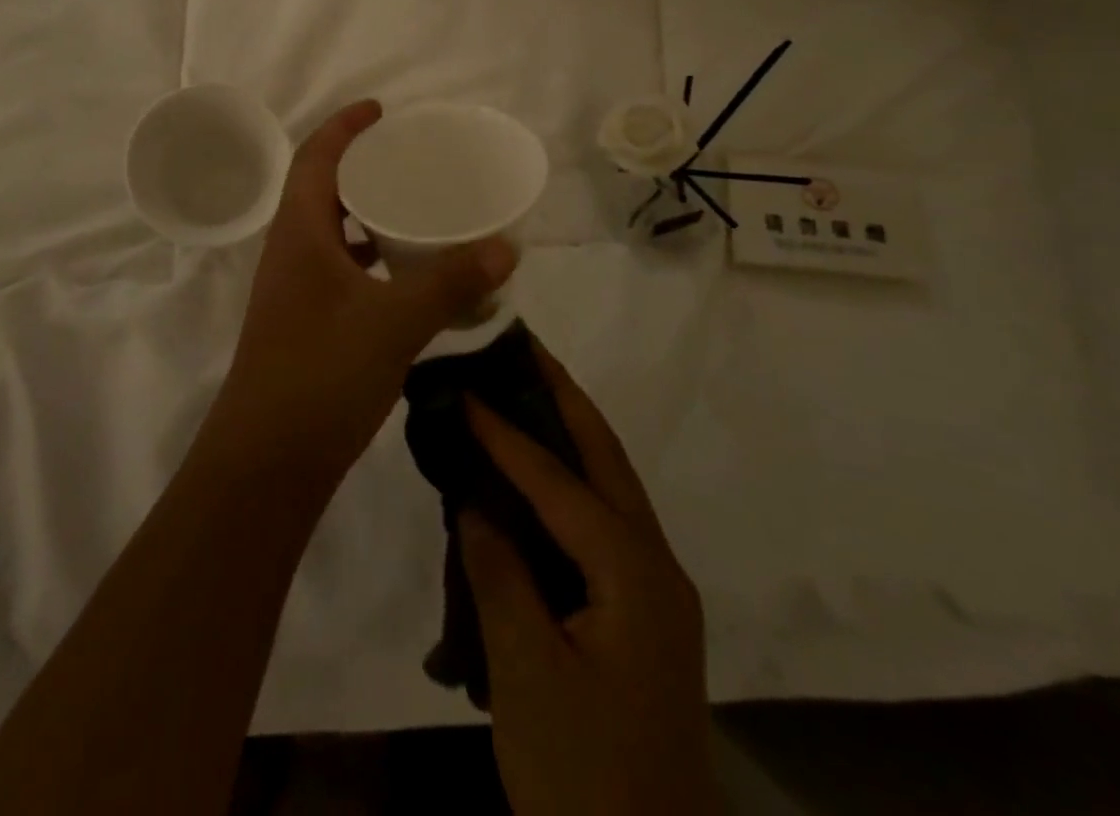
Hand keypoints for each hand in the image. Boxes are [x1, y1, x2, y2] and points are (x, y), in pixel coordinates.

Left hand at [212, 101, 517, 475]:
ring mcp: (296, 290)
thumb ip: (450, 282)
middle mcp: (292, 252)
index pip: (315, 157)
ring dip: (369, 217)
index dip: (345, 126)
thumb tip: (505, 247)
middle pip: (324, 190)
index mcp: (299, 232)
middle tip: (412, 162)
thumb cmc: (321, 373)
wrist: (267, 462)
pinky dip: (374, 261)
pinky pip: (343, 272)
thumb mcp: (394, 321)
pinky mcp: (306, 323)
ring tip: (418, 212)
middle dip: (363, 168)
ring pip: (334, 234)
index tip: (382, 111)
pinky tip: (409, 279)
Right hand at [460, 347, 718, 815]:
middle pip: (606, 458)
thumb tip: (475, 503)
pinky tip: (536, 479)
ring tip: (526, 388)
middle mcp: (656, 566)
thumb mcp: (528, 675)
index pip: (558, 481)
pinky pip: (603, 524)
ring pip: (610, 487)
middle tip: (522, 346)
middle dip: (564, 397)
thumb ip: (499, 574)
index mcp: (635, 572)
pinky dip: (570, 485)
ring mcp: (655, 592)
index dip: (506, 431)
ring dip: (570, 434)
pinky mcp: (641, 616)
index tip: (464, 383)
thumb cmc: (584, 774)